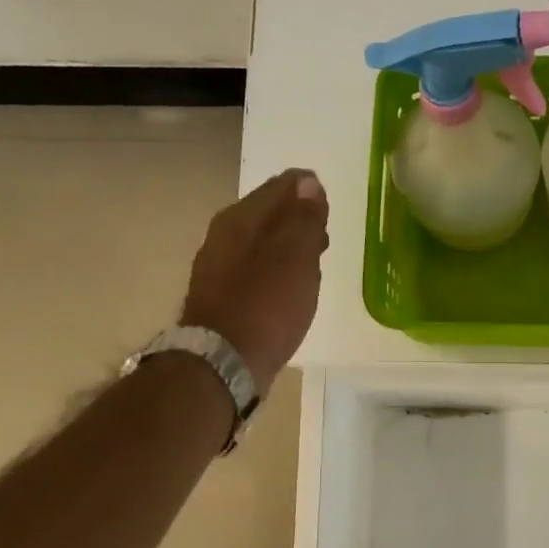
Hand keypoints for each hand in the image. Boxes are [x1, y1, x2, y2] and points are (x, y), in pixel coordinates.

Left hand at [181, 169, 329, 394]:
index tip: (328, 203)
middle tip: (324, 230)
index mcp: (240, 220)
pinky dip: (277, 271)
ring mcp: (220, 270)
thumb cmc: (265, 306)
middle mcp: (224, 238)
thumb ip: (303, 219)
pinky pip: (257, 271)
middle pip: (268, 215)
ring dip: (288, 246)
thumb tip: (309, 184)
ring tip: (314, 260)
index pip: (279, 188)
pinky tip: (290, 289)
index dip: (307, 190)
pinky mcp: (224, 299)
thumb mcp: (294, 258)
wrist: (224, 363)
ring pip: (263, 244)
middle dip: (297, 217)